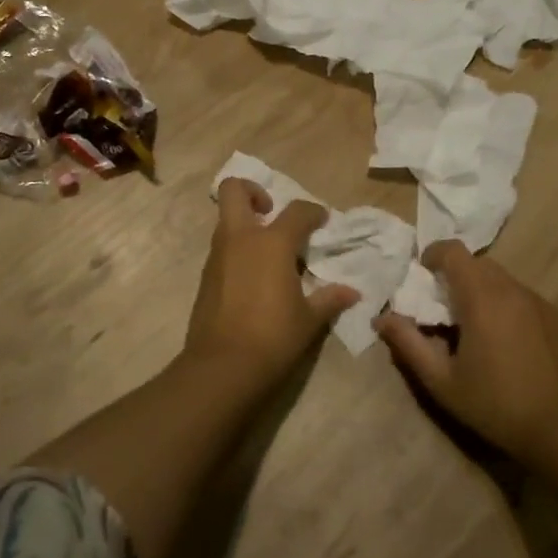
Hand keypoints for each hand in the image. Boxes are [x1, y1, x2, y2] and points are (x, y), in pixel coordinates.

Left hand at [183, 179, 358, 388]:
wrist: (221, 367)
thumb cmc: (273, 337)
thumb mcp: (309, 320)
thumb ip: (329, 299)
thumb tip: (351, 292)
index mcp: (271, 243)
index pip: (297, 212)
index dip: (313, 212)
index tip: (322, 221)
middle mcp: (240, 239)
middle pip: (234, 190)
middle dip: (253, 191)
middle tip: (272, 213)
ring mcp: (218, 256)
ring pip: (226, 220)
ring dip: (245, 225)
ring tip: (270, 253)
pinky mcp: (205, 277)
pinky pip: (222, 249)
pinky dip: (238, 252)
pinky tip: (255, 278)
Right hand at [373, 242, 557, 471]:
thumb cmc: (494, 405)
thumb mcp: (441, 381)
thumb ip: (408, 344)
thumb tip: (381, 318)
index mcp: (481, 298)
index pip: (453, 251)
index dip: (433, 255)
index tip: (423, 277)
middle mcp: (512, 290)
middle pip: (478, 264)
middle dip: (457, 277)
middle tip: (445, 310)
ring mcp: (540, 302)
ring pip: (503, 280)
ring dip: (483, 292)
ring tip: (477, 330)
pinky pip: (525, 299)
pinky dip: (509, 308)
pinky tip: (510, 345)